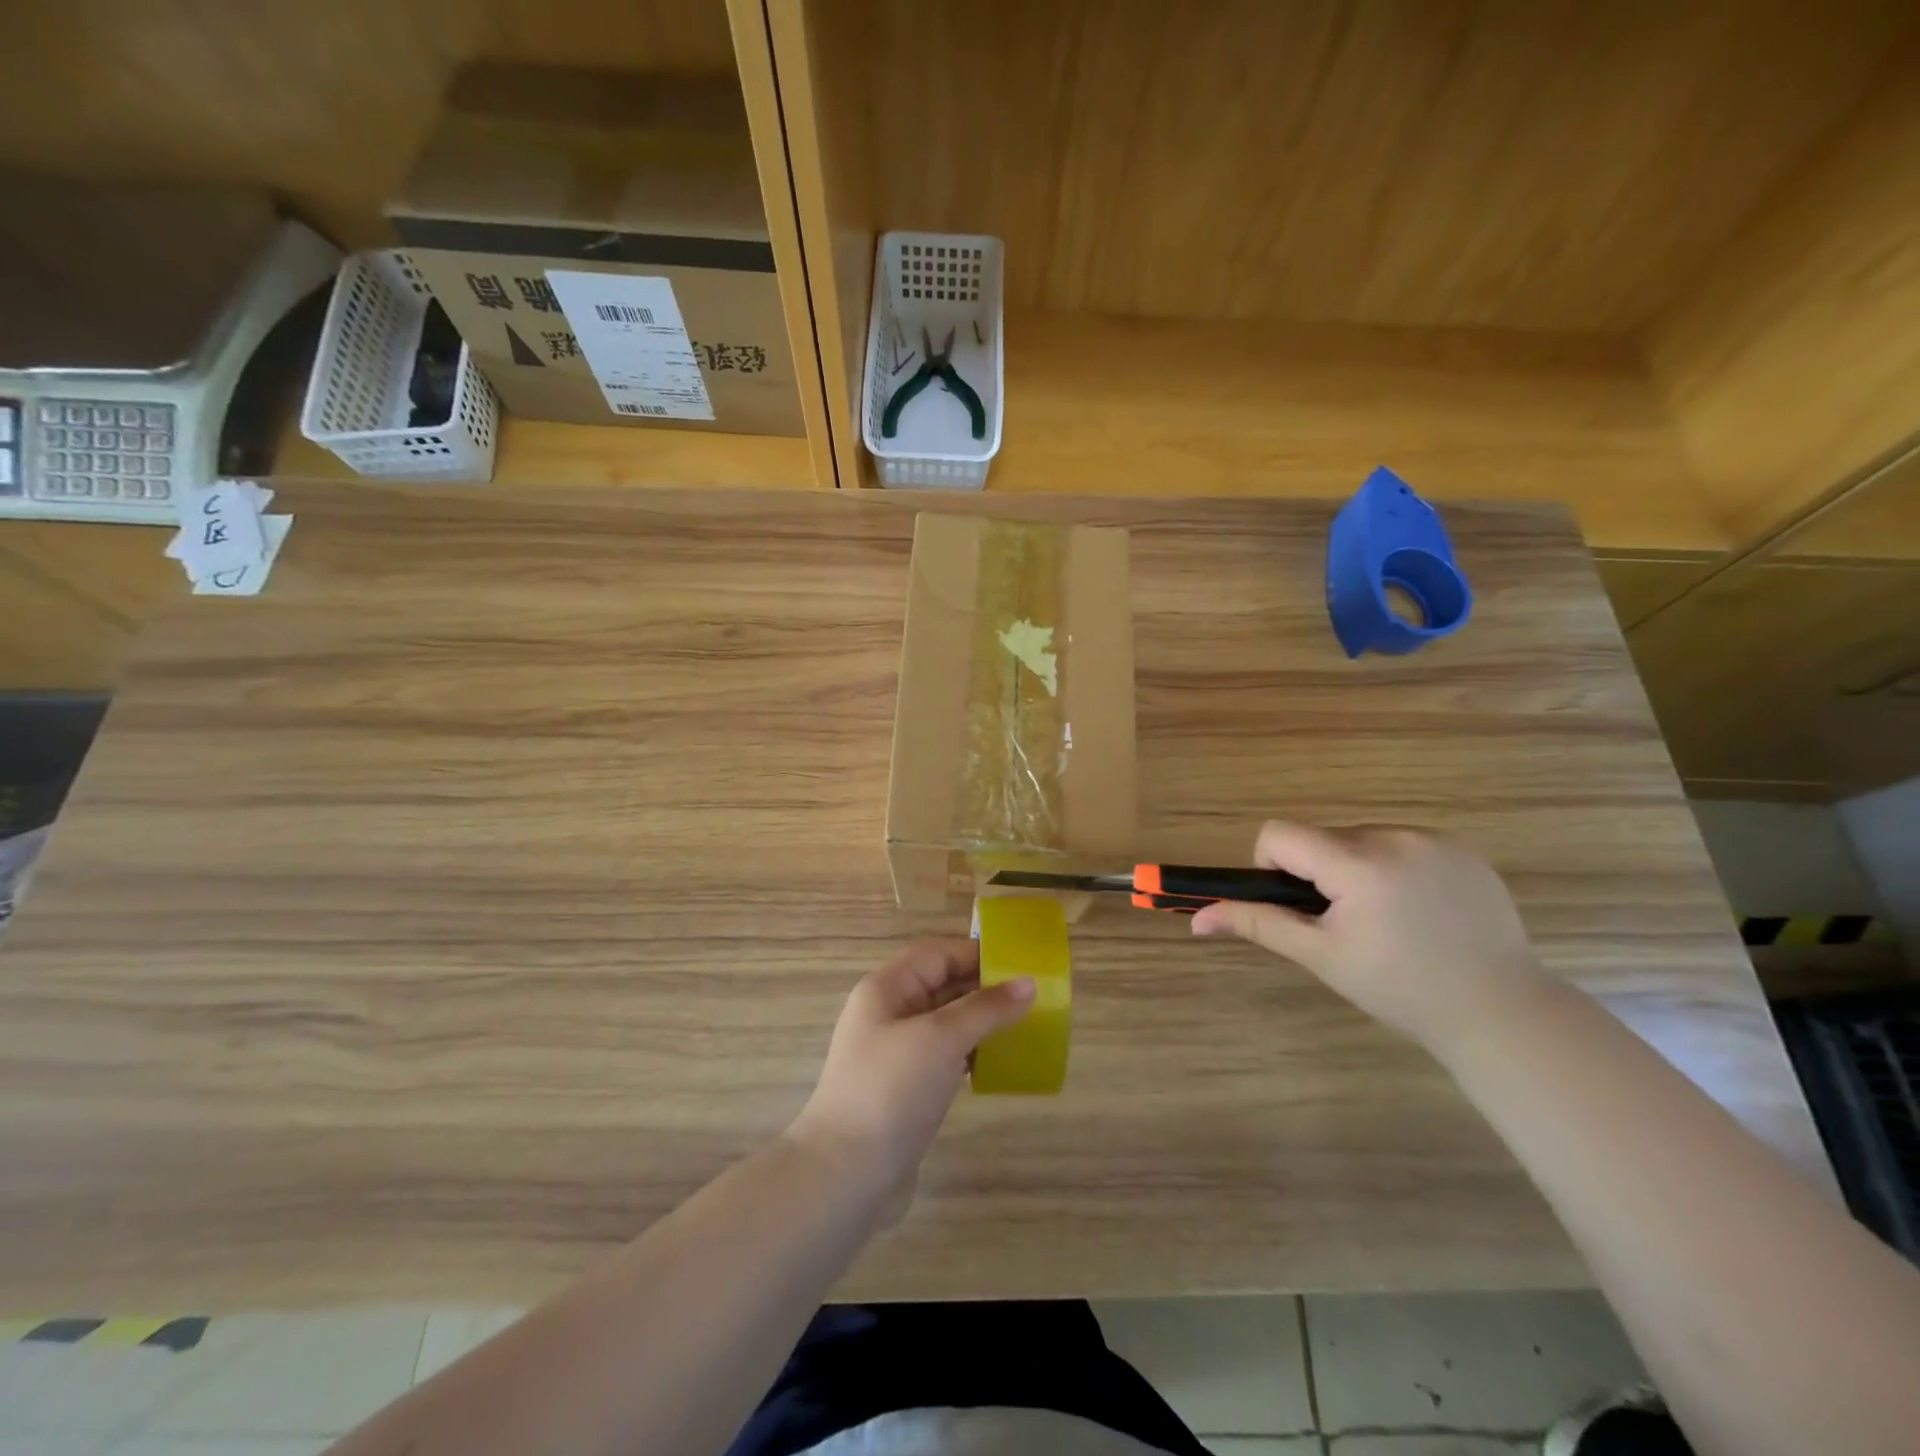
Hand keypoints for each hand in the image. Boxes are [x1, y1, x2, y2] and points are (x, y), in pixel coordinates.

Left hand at [789, 939, 1033, 1218]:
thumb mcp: (941, 1038)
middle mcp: (888, 1013)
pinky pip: (944, 1056)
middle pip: (942, 985)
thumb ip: (986, 1008)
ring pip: (946, 1022)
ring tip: (1024, 1027)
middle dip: (984, 988)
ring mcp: (896, 1052)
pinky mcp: (905, 1087)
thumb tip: (1029, 982)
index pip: (938, 954)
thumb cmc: (891, 1089)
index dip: (978, 954)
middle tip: (1033, 997)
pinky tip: (998, 1064)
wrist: (846, 1174)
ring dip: (981, 1022)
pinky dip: (971, 1053)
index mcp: (887, 988)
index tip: (1022, 964)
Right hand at [1190, 821, 1551, 1050]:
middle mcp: (1396, 837)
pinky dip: (1395, 868)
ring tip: (1388, 921)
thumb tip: (1197, 919)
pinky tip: (1422, 912)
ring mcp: (1435, 840)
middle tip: (1347, 924)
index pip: (1280, 834)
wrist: (1502, 1012)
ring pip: (1361, 839)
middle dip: (1319, 873)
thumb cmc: (1400, 989)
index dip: (1272, 866)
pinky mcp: (1464, 849)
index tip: (1298, 905)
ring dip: (1356, 869)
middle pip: (1322, 837)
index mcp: (1358, 864)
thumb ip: (1258, 924)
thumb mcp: (1322, 957)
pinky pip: (1403, 843)